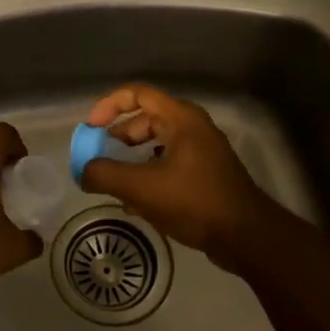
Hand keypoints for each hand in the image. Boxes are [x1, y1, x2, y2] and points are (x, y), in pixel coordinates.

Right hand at [79, 84, 280, 265]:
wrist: (246, 236)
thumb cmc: (195, 202)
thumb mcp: (142, 188)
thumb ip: (106, 175)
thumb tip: (84, 171)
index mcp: (181, 119)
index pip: (138, 94)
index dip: (109, 106)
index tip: (91, 129)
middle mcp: (193, 128)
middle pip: (146, 120)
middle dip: (118, 138)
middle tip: (99, 159)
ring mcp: (202, 152)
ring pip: (156, 145)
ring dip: (132, 160)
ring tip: (115, 183)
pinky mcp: (205, 174)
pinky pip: (168, 164)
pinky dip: (149, 175)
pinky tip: (137, 203)